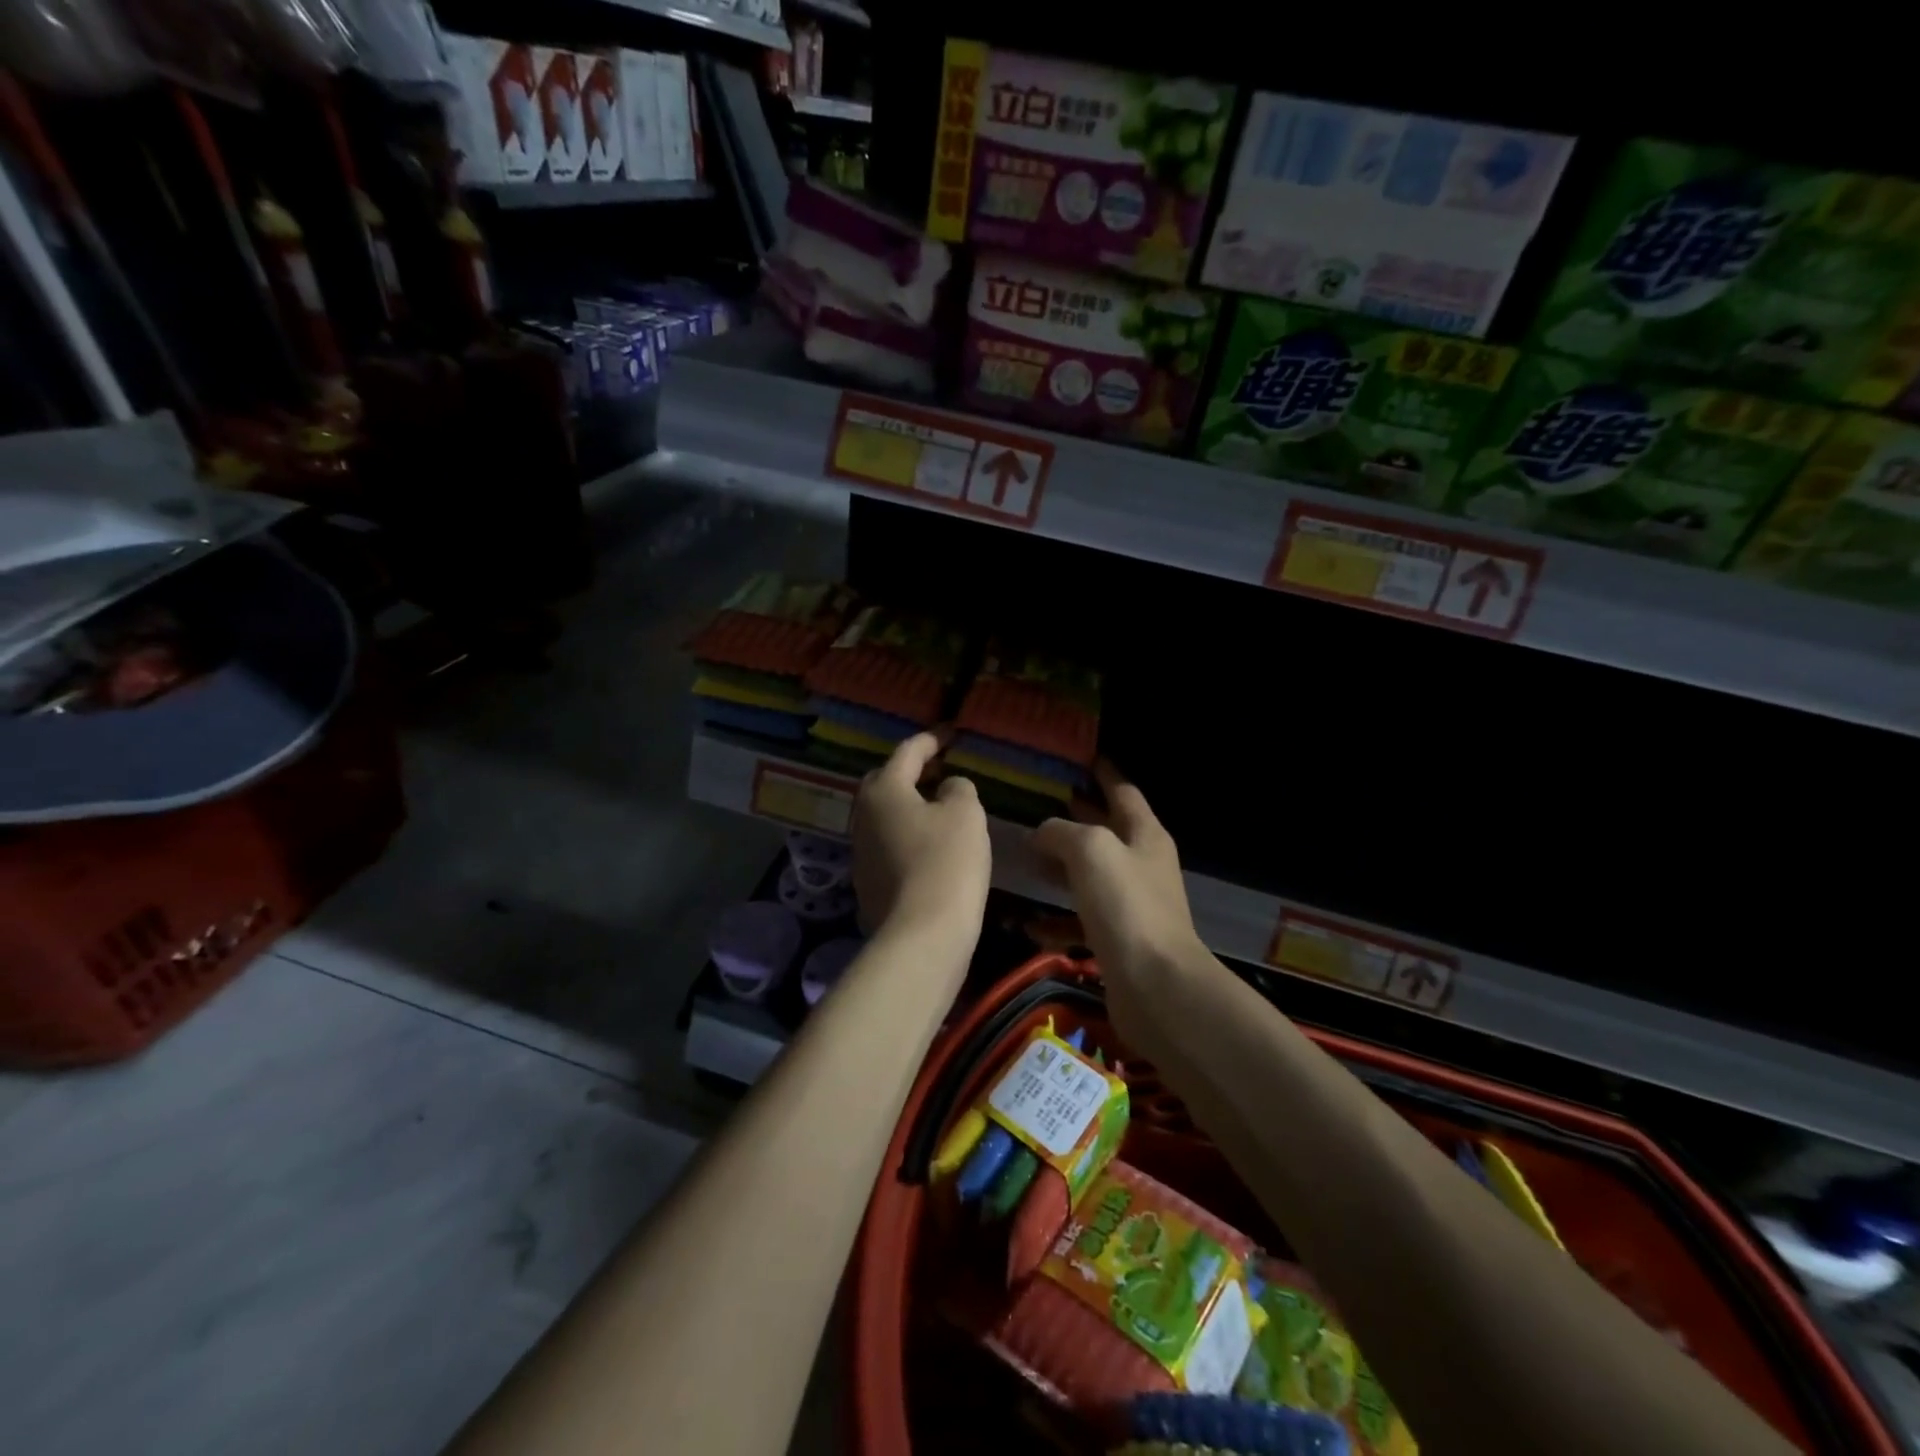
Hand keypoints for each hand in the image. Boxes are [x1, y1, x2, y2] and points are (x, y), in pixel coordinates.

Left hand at [851, 733, 990, 948]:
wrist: (922, 935)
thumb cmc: (946, 862)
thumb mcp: (966, 813)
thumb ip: (958, 788)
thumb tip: (947, 788)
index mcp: (883, 789)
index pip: (908, 752)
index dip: (932, 740)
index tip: (951, 734)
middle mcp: (862, 815)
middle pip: (886, 781)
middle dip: (911, 772)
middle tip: (939, 770)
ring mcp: (860, 851)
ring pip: (885, 815)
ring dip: (909, 806)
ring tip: (939, 807)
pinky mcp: (867, 882)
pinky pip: (888, 844)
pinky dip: (908, 836)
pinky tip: (931, 847)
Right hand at [1030, 762, 1203, 994]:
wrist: (1155, 986)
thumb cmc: (1126, 905)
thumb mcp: (1090, 850)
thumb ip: (1062, 831)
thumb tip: (1041, 832)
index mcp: (1144, 834)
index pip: (1122, 791)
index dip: (1103, 772)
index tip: (1081, 757)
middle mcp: (1141, 865)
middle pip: (1105, 831)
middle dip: (1075, 816)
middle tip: (1039, 802)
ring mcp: (1130, 905)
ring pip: (1089, 876)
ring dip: (1059, 868)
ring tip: (1023, 857)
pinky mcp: (1117, 940)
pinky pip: (1080, 921)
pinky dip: (1055, 919)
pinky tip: (1027, 922)